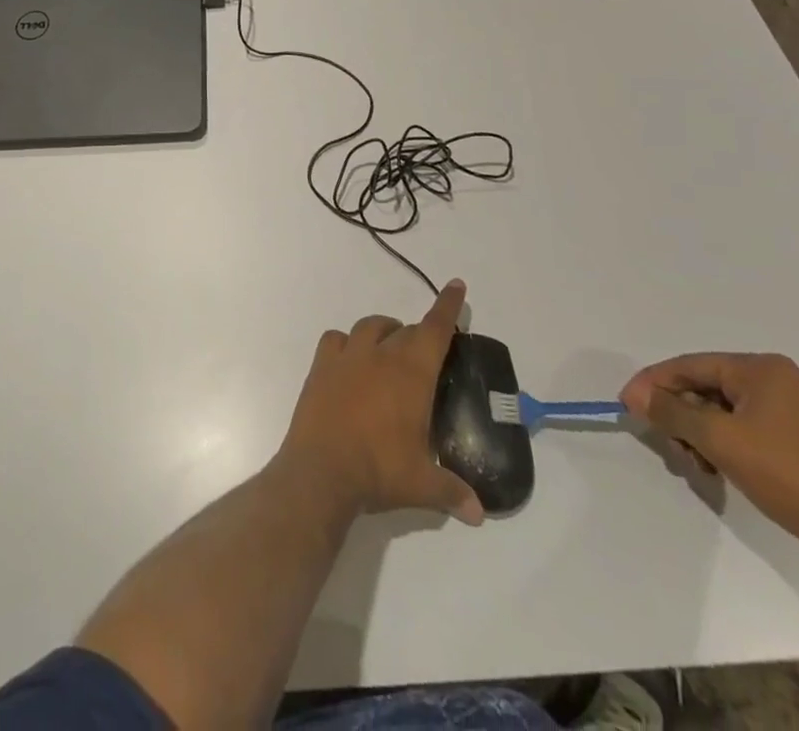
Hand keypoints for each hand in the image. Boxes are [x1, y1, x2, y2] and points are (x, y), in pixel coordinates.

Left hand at [278, 280, 484, 525]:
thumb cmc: (378, 471)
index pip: (434, 331)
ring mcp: (346, 357)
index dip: (448, 308)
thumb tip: (478, 513)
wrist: (321, 470)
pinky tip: (350, 359)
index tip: (456, 286)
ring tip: (390, 349)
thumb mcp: (423, 485)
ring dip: (384, 331)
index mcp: (410, 374)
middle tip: (425, 355)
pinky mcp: (320, 366)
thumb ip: (453, 492)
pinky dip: (346, 342)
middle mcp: (379, 355)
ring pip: (369, 326)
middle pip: (404, 330)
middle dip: (418, 336)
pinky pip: (335, 339)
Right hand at [621, 353, 798, 552]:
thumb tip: (636, 396)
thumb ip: (671, 412)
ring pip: (723, 412)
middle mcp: (778, 380)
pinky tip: (718, 469)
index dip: (654, 384)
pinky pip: (745, 428)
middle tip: (667, 446)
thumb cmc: (789, 476)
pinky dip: (723, 445)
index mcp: (762, 369)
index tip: (627, 405)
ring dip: (699, 435)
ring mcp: (794, 410)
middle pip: (705, 388)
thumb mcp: (719, 440)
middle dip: (680, 416)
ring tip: (696, 465)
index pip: (690, 366)